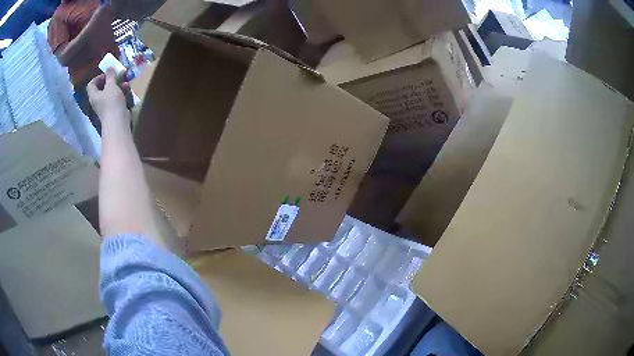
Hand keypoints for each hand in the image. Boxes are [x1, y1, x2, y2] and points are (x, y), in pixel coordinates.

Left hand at [87, 68, 130, 122]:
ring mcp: (104, 108)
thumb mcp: (111, 85)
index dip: (98, 77)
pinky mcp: (112, 112)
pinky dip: (120, 94)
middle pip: (101, 89)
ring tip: (124, 82)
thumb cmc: (111, 102)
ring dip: (117, 86)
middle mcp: (97, 102)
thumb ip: (110, 75)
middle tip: (117, 76)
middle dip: (110, 81)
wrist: (117, 123)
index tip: (107, 74)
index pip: (91, 84)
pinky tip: (127, 90)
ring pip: (109, 93)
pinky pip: (115, 100)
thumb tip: (109, 67)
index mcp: (93, 95)